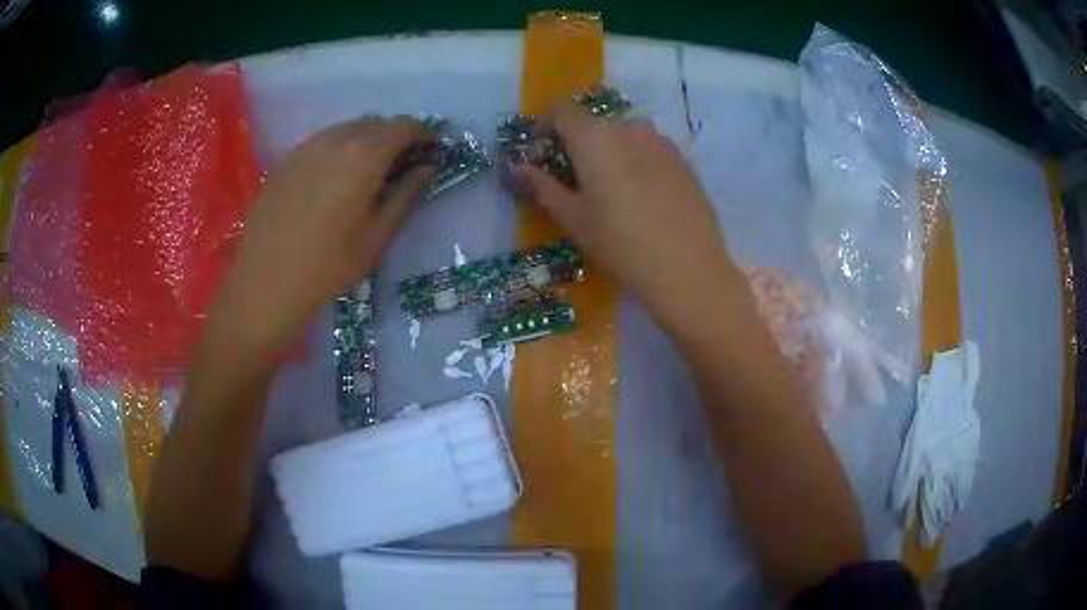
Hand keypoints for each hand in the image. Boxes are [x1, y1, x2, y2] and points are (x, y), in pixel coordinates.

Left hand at [213, 117, 433, 356]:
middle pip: (375, 123)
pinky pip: (321, 142)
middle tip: (399, 165)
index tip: (430, 151)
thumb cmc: (329, 266)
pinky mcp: (285, 160)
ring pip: (346, 129)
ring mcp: (306, 147)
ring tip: (366, 171)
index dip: (423, 134)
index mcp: (364, 156)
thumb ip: (407, 196)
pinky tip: (332, 179)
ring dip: (364, 140)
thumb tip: (428, 168)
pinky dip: (337, 149)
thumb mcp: (378, 237)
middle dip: (393, 136)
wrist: (267, 282)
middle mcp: (335, 139)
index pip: (404, 127)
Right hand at [517, 104, 741, 323]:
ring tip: (611, 191)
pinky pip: (649, 150)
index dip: (545, 125)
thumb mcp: (574, 219)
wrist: (688, 269)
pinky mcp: (683, 160)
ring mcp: (661, 142)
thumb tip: (521, 168)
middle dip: (577, 145)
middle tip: (574, 180)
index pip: (561, 111)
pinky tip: (642, 199)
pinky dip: (635, 162)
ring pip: (624, 137)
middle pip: (594, 125)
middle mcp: (630, 128)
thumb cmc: (621, 244)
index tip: (541, 152)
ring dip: (609, 152)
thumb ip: (544, 187)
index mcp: (596, 137)